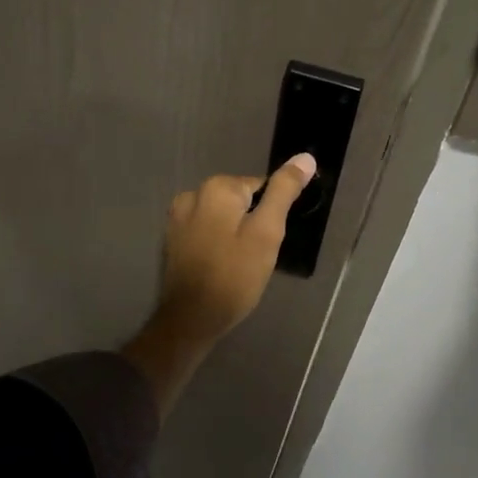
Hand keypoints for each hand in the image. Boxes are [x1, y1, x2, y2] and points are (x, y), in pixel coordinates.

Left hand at [121, 153, 316, 413]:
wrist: (191, 319)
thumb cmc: (235, 277)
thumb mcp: (267, 233)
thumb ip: (284, 192)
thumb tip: (305, 158)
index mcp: (218, 188)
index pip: (261, 187)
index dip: (271, 214)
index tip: (269, 241)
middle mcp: (193, 193)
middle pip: (240, 200)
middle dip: (252, 223)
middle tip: (256, 256)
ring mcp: (178, 217)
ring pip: (223, 216)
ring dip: (234, 233)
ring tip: (239, 264)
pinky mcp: (172, 238)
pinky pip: (206, 230)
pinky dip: (217, 243)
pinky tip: (221, 266)